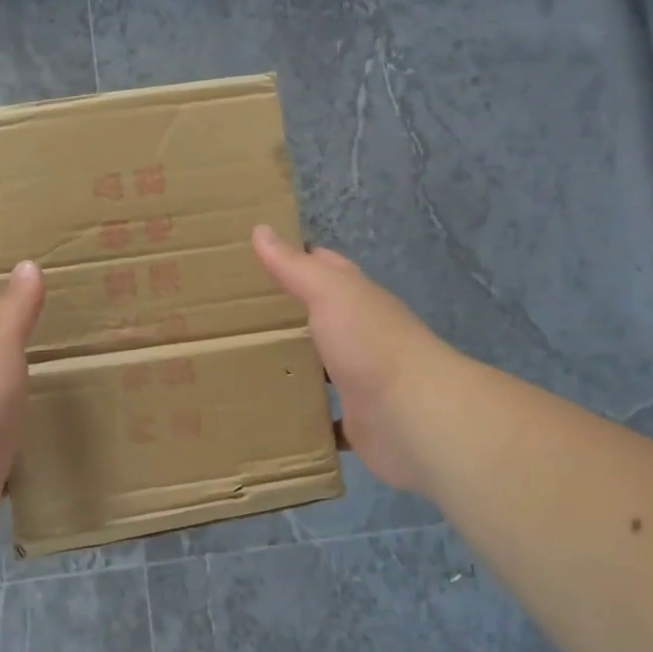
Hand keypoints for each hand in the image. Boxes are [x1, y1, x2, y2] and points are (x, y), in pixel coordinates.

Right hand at [253, 226, 453, 492]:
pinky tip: (275, 417)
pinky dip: (306, 417)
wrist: (415, 416)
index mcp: (358, 300)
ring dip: (295, 367)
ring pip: (322, 369)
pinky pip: (326, 419)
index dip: (296, 260)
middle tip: (237, 318)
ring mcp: (363, 380)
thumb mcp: (330, 293)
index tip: (255, 260)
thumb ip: (295, 267)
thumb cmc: (371, 344)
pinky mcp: (359, 422)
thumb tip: (261, 229)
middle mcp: (363, 336)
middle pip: (322, 319)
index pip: (327, 269)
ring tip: (244, 367)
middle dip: (288, 317)